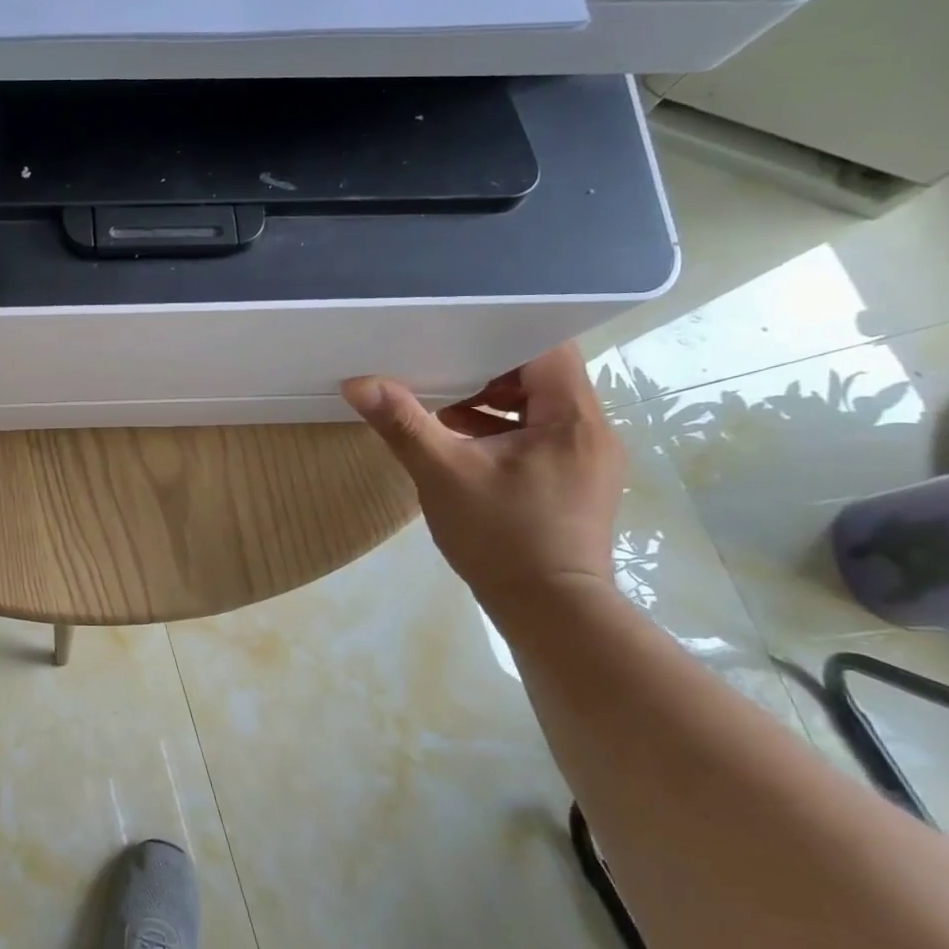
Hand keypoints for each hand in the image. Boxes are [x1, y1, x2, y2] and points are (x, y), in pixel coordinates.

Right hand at [341, 344, 623, 605]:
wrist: (551, 612)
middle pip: (543, 375)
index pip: (547, 349)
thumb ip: (402, 423)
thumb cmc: (502, 537)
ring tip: (441, 408)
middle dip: (488, 371)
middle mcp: (592, 430)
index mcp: (572, 418)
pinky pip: (540, 434)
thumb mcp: (442, 473)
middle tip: (438, 371)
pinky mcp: (577, 481)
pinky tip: (462, 444)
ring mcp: (588, 458)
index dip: (501, 336)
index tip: (454, 337)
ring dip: (493, 402)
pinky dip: (503, 430)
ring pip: (540, 407)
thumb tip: (357, 382)